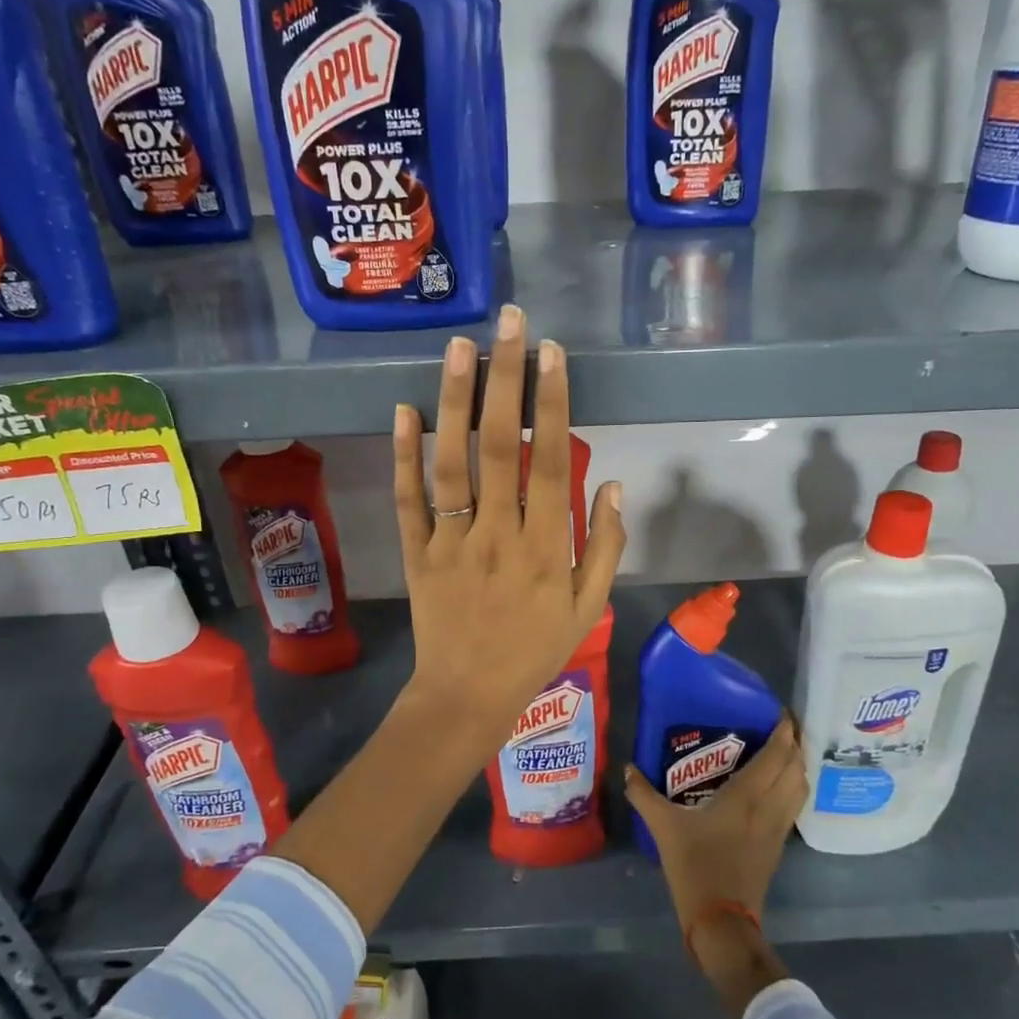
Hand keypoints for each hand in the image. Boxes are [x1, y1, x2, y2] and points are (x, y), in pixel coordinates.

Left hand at [392, 304, 624, 768]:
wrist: (467, 695)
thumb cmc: (535, 650)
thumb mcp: (587, 607)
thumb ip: (605, 545)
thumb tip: (615, 484)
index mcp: (545, 546)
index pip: (551, 460)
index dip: (553, 404)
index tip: (552, 354)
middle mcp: (497, 533)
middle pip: (500, 445)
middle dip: (506, 379)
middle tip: (509, 323)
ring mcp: (450, 540)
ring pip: (451, 462)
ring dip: (455, 401)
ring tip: (459, 347)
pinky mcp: (416, 552)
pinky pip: (408, 499)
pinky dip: (403, 454)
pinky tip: (404, 409)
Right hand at [624, 715, 805, 933]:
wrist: (722, 921)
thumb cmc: (695, 867)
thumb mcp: (664, 827)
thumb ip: (644, 794)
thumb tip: (627, 768)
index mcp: (746, 796)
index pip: (777, 755)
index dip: (784, 731)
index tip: (781, 711)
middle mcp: (769, 806)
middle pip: (796, 768)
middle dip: (794, 744)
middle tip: (780, 726)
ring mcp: (778, 827)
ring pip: (800, 787)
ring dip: (798, 766)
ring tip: (783, 751)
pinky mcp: (779, 845)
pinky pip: (794, 805)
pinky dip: (793, 787)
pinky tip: (777, 786)